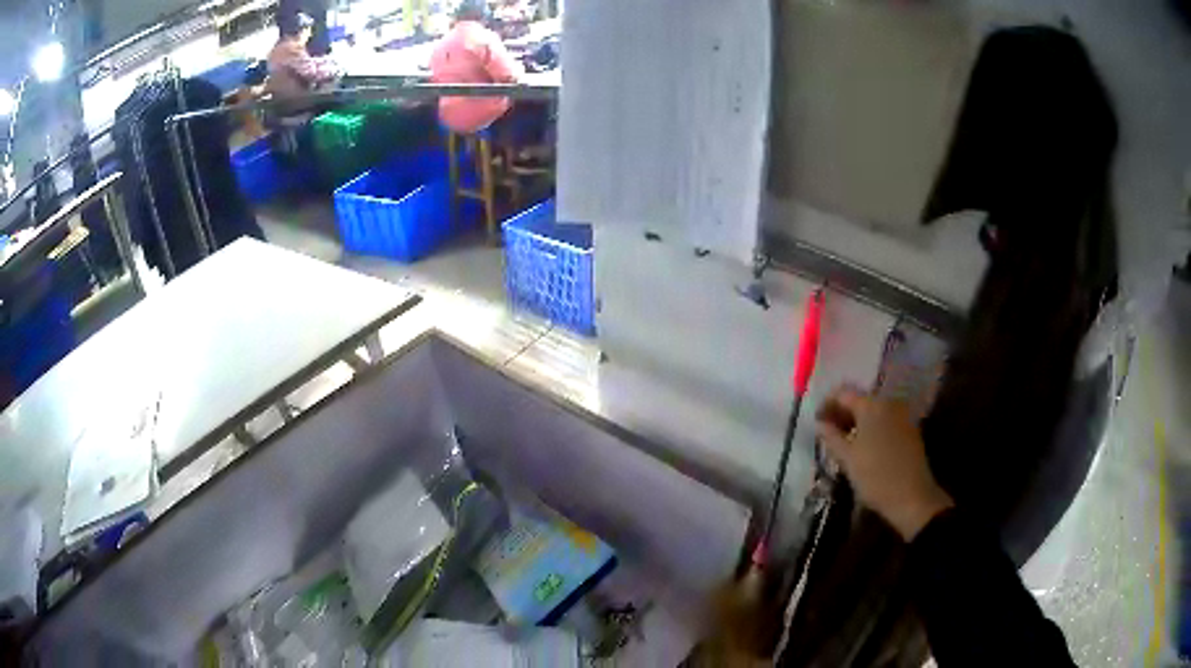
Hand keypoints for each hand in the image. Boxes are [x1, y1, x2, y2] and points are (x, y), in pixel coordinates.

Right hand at [816, 386, 953, 540]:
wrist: (912, 497)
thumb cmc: (875, 476)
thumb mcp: (847, 458)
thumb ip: (831, 436)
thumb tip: (819, 423)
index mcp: (871, 405)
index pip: (843, 393)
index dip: (826, 405)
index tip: (816, 422)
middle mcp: (888, 402)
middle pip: (860, 400)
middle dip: (841, 413)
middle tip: (827, 432)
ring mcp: (902, 415)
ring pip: (873, 411)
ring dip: (856, 421)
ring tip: (843, 441)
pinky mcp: (909, 429)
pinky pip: (885, 420)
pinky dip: (871, 427)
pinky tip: (863, 446)